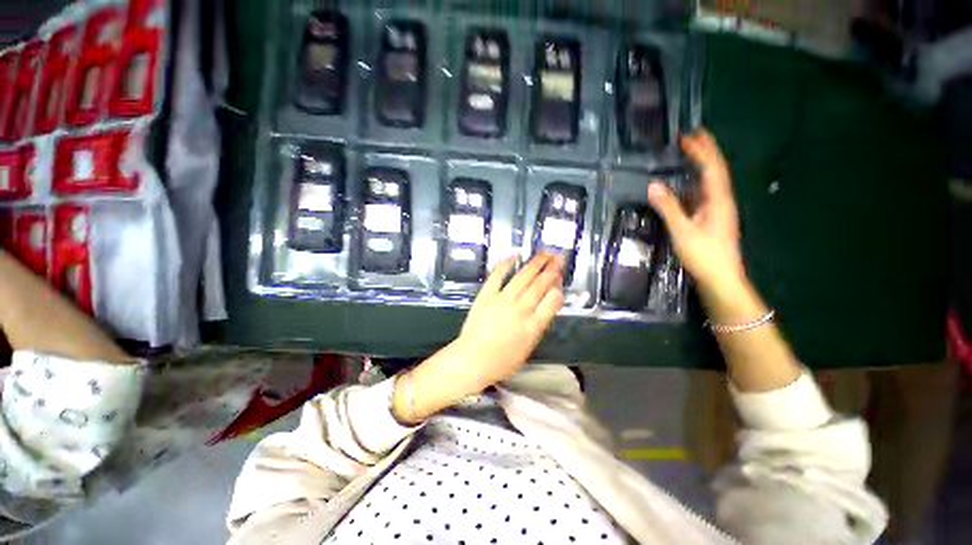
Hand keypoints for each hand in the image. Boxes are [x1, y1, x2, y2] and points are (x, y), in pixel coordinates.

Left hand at [456, 254, 564, 389]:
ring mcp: (501, 301)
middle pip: (539, 286)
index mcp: (532, 327)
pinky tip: (515, 256)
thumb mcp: (528, 349)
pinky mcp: (486, 296)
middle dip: (552, 270)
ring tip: (545, 253)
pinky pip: (497, 277)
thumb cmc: (502, 361)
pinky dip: (505, 265)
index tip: (560, 278)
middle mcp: (519, 310)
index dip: (558, 287)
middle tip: (559, 257)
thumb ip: (538, 327)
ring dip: (535, 264)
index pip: (551, 302)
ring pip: (522, 278)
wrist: (472, 359)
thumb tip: (546, 306)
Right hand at [647, 129, 744, 296]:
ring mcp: (718, 210)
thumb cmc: (704, 254)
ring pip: (711, 182)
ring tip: (690, 154)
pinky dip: (696, 183)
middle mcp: (722, 201)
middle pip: (716, 171)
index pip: (712, 168)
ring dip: (702, 166)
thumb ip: (669, 208)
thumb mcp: (683, 230)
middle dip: (705, 152)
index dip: (701, 151)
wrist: (721, 278)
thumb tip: (653, 186)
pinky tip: (686, 185)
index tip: (689, 136)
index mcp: (718, 200)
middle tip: (692, 137)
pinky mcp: (712, 219)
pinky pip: (705, 194)